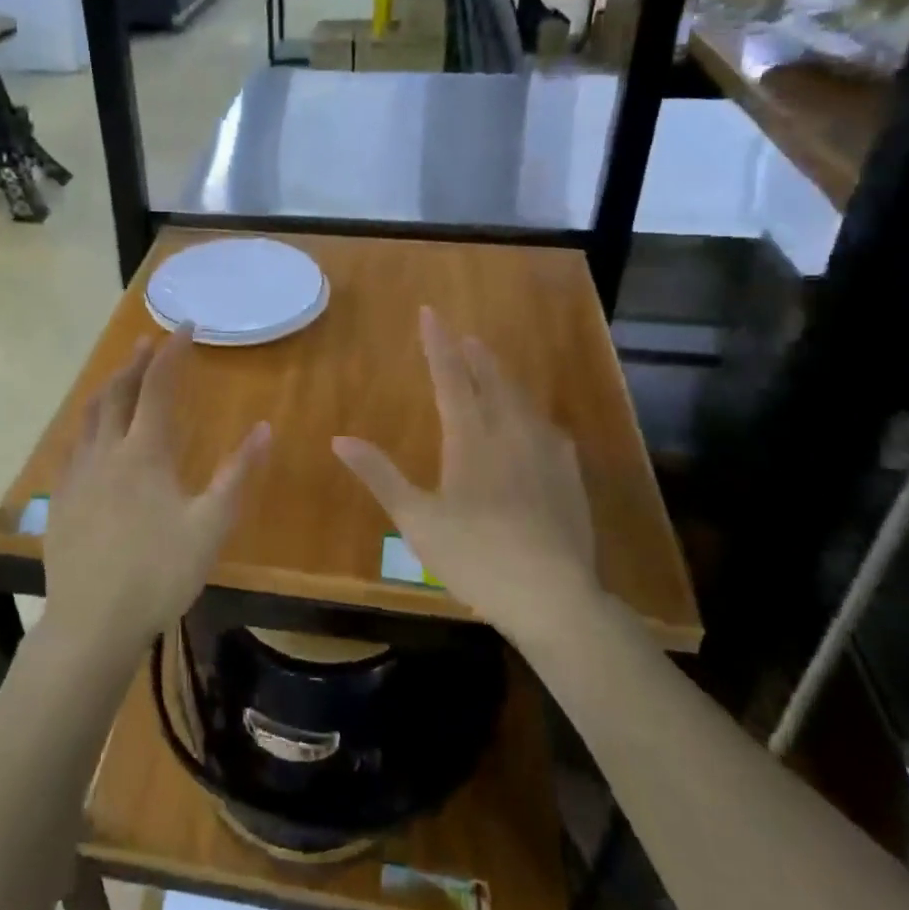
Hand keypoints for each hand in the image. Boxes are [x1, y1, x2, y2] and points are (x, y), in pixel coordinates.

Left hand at [43, 325, 269, 658]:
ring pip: (90, 415)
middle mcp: (107, 451)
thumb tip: (264, 428)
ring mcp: (78, 474)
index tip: (185, 327)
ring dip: (108, 387)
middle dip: (135, 362)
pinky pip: (74, 445)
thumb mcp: (210, 526)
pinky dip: (88, 424)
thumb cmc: (158, 573)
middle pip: (118, 392)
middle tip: (149, 341)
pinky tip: (91, 436)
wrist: (92, 622)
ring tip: (120, 376)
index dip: (172, 353)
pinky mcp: (62, 498)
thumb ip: (238, 475)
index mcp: (144, 453)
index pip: (157, 387)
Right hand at [333, 307, 596, 647]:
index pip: (451, 377)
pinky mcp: (568, 476)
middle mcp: (510, 434)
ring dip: (504, 378)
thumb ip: (380, 475)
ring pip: (522, 401)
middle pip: (493, 381)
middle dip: (475, 355)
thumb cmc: (476, 556)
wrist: (554, 596)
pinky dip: (531, 414)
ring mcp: (546, 454)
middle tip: (464, 336)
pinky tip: (536, 424)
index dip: (438, 344)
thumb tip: (340, 439)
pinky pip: (547, 429)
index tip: (430, 313)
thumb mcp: (417, 519)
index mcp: (471, 439)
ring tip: (493, 368)